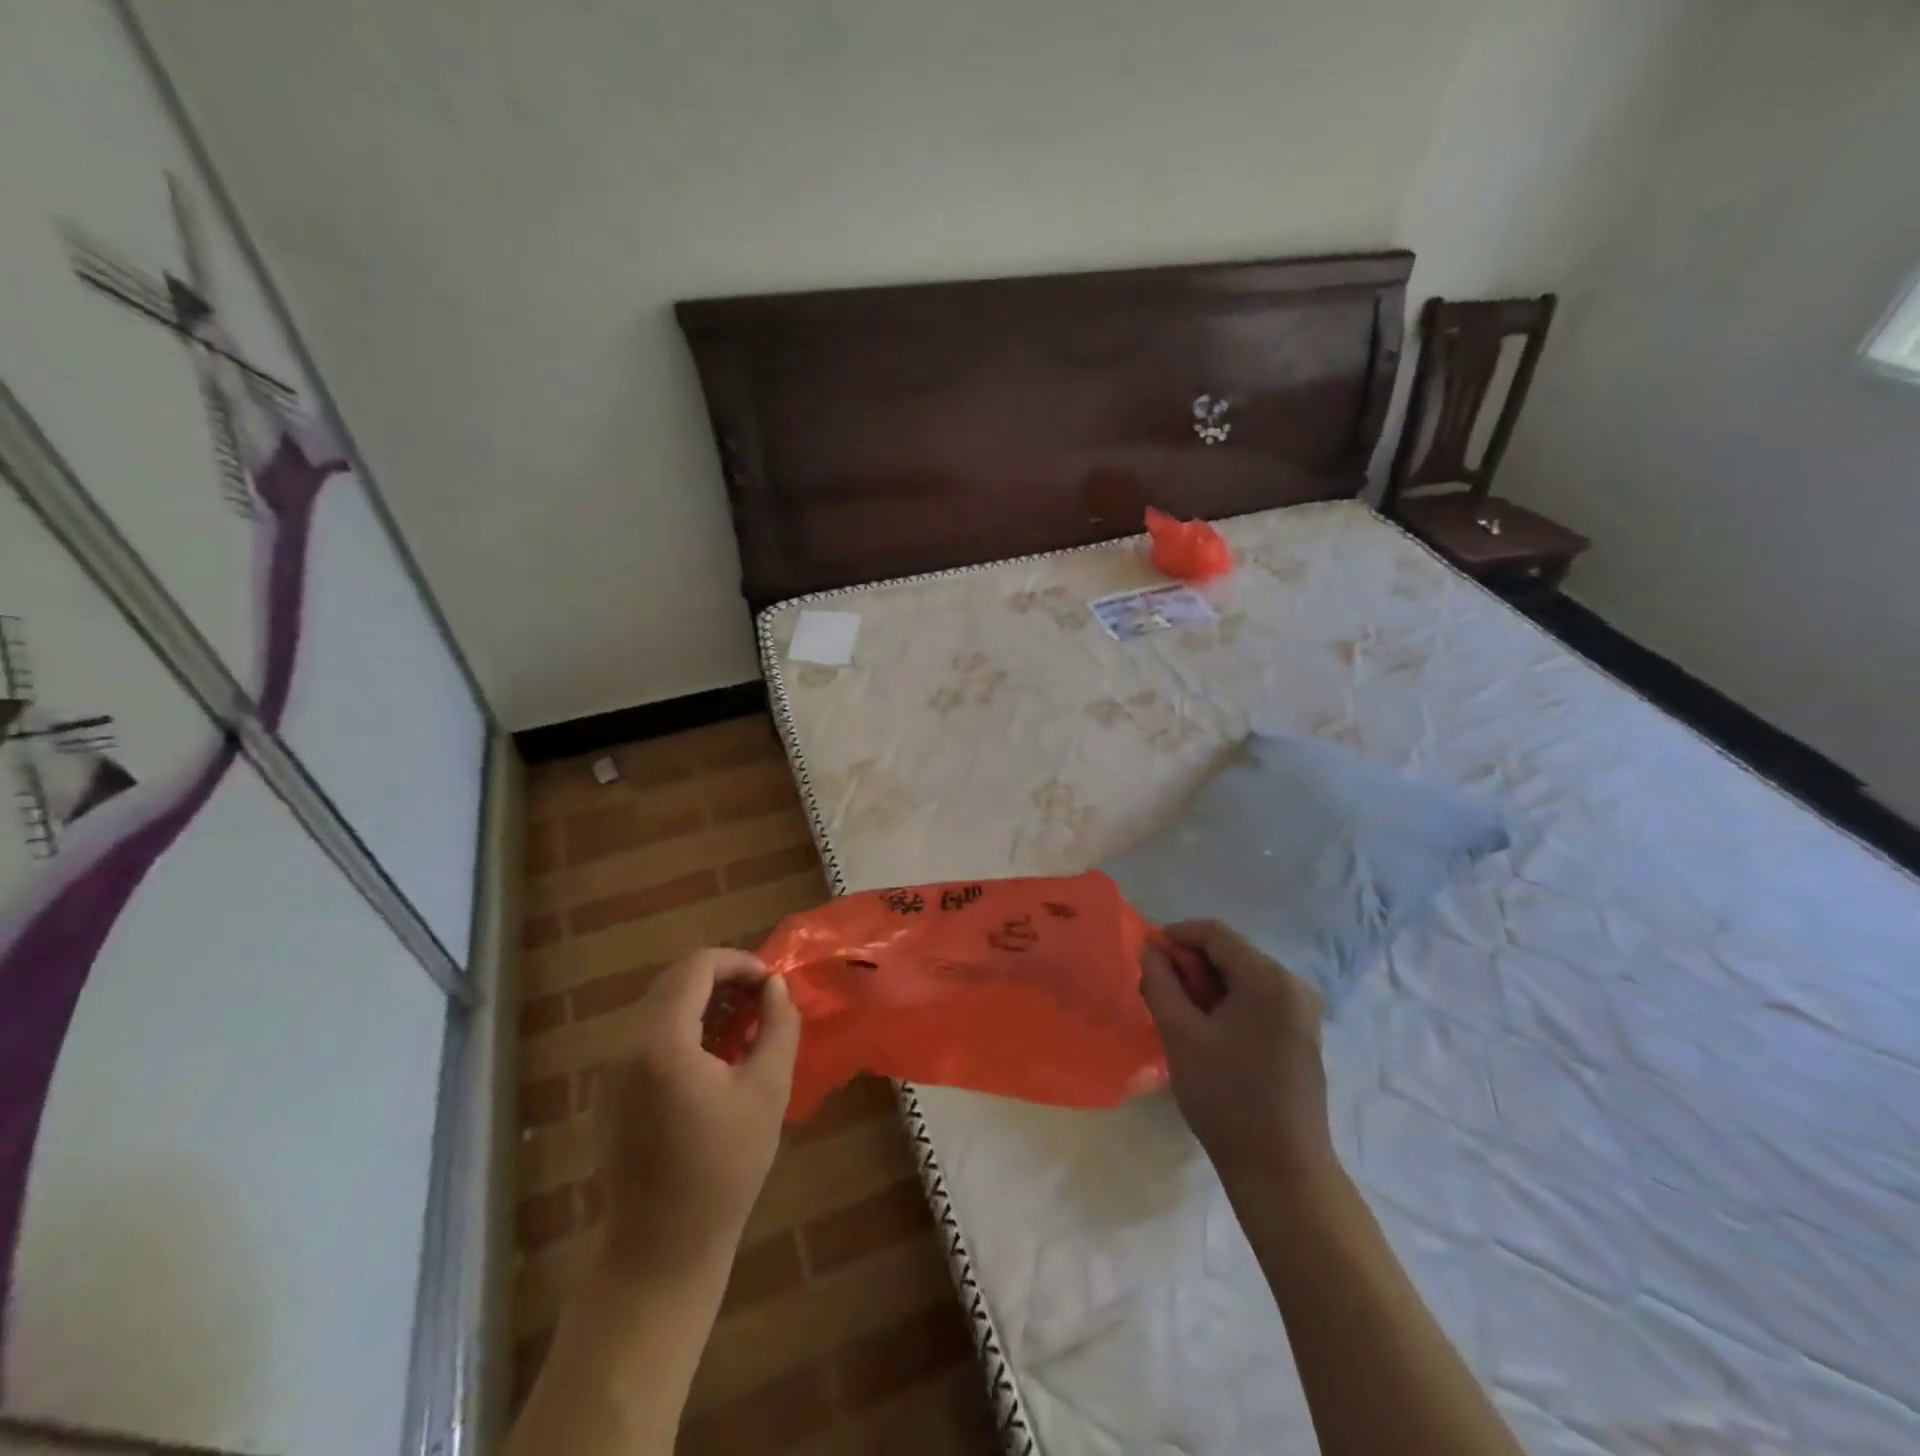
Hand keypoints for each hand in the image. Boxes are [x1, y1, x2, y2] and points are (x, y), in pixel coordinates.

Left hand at [597, 949, 799, 1277]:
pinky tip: (716, 1060)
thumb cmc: (724, 1168)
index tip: (771, 984)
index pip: (697, 967)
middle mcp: (627, 1045)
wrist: (661, 1250)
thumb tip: (775, 987)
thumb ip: (778, 1025)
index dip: (739, 963)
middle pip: (676, 982)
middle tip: (763, 1003)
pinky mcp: (610, 1092)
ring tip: (746, 1029)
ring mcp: (612, 1070)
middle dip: (723, 981)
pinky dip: (684, 1029)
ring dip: (705, 1004)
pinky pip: (649, 1037)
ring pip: (661, 1007)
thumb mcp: (768, 1089)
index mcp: (661, 1041)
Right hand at [1140, 921, 1334, 1187]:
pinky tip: (1207, 1030)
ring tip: (1177, 1012)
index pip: (1215, 934)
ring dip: (1207, 985)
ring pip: (1243, 977)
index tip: (1145, 955)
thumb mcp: (1181, 1035)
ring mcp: (1302, 1011)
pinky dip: (1228, 1003)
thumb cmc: (1226, 1098)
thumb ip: (1160, 983)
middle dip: (1190, 965)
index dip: (1176, 936)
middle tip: (1157, 990)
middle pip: (1231, 954)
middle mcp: (1293, 985)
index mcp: (1269, 979)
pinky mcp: (1302, 1033)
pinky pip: (1258, 999)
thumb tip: (1150, 949)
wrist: (1282, 1171)